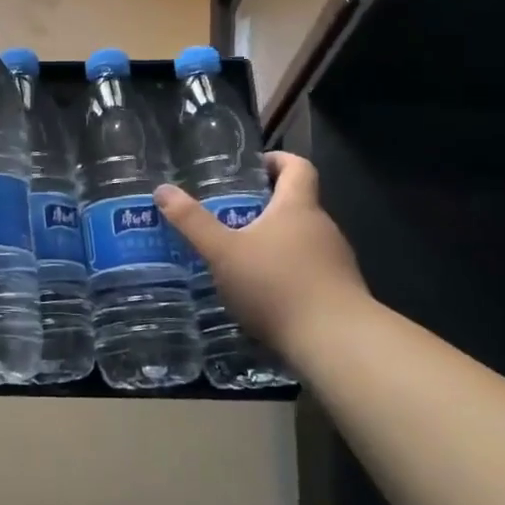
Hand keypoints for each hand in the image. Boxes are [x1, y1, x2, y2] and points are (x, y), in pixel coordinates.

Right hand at [155, 153, 368, 352]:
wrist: (337, 344)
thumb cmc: (277, 285)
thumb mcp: (224, 253)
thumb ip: (192, 222)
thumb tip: (162, 190)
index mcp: (298, 207)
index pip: (298, 166)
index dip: (277, 160)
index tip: (253, 168)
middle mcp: (322, 227)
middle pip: (297, 204)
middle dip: (265, 207)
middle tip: (229, 216)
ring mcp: (337, 262)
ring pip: (303, 240)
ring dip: (276, 243)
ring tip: (241, 259)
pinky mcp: (342, 293)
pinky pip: (311, 271)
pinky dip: (288, 274)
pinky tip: (265, 296)